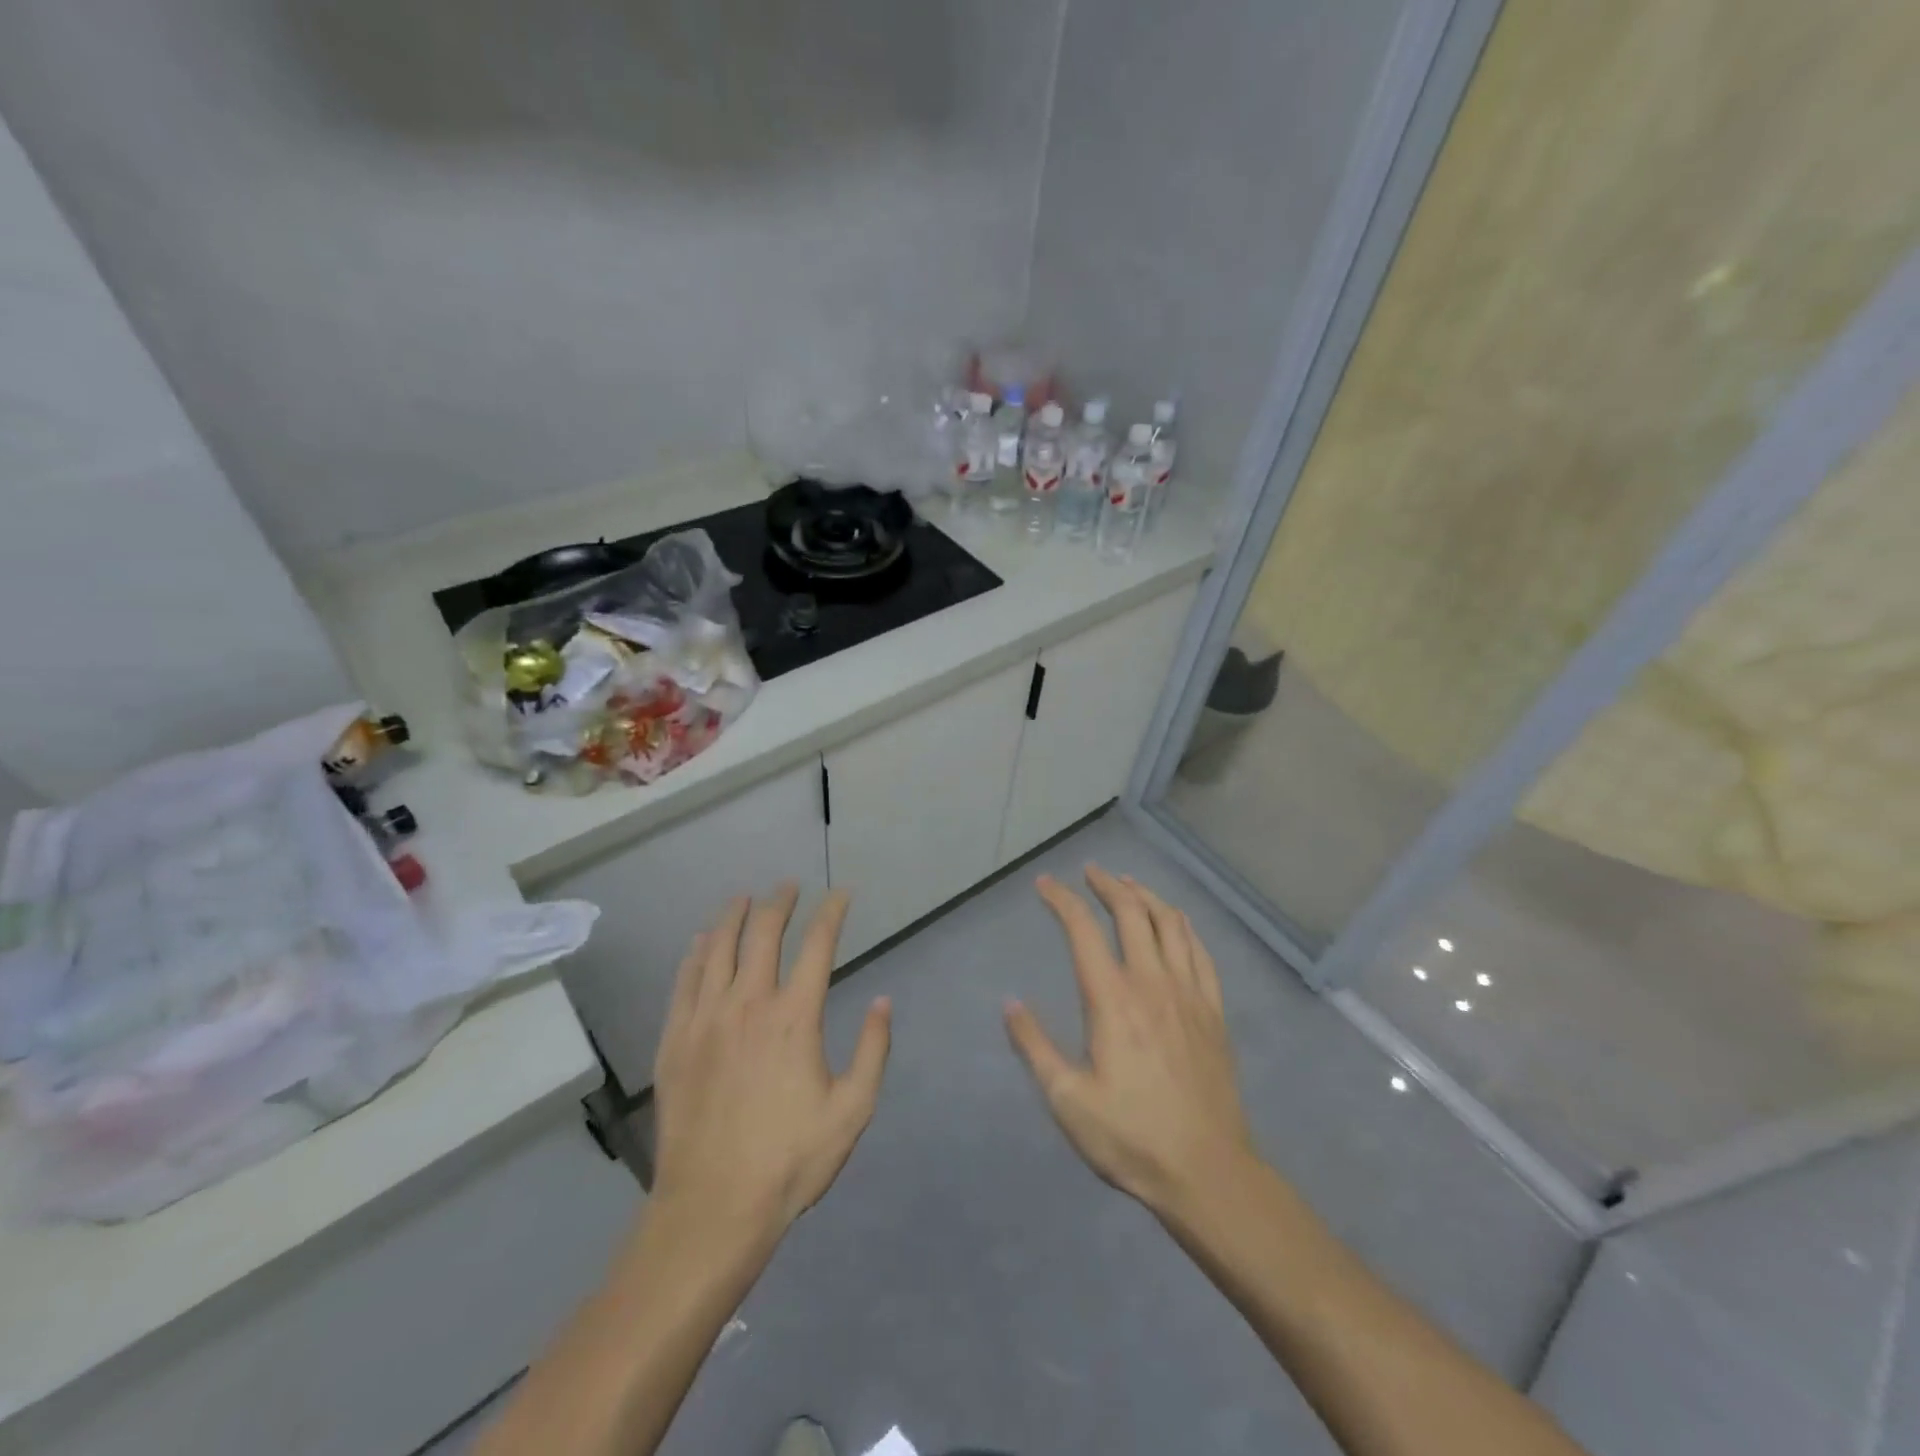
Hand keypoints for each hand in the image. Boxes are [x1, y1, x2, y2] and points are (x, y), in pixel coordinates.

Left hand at [651, 885, 891, 1242]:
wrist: (713, 1207)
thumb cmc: (790, 1160)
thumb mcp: (852, 1110)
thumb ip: (873, 1050)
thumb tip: (883, 1001)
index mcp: (795, 1017)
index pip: (817, 945)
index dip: (832, 913)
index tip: (841, 894)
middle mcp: (748, 1004)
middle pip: (763, 934)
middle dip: (780, 902)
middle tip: (789, 887)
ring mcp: (706, 1019)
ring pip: (718, 948)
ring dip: (733, 916)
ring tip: (744, 898)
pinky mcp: (675, 1040)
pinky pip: (684, 981)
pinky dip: (695, 953)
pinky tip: (700, 941)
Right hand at [1005, 866, 1256, 1218]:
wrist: (1208, 1172)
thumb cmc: (1130, 1137)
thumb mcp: (1067, 1100)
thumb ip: (1035, 1046)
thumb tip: (1010, 1002)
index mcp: (1113, 1000)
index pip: (1083, 931)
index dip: (1062, 900)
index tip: (1045, 884)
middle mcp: (1152, 983)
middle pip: (1132, 914)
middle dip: (1108, 885)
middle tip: (1091, 872)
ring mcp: (1189, 994)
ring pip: (1171, 924)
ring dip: (1147, 896)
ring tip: (1129, 884)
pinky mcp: (1214, 1011)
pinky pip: (1201, 953)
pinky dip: (1184, 927)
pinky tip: (1177, 924)